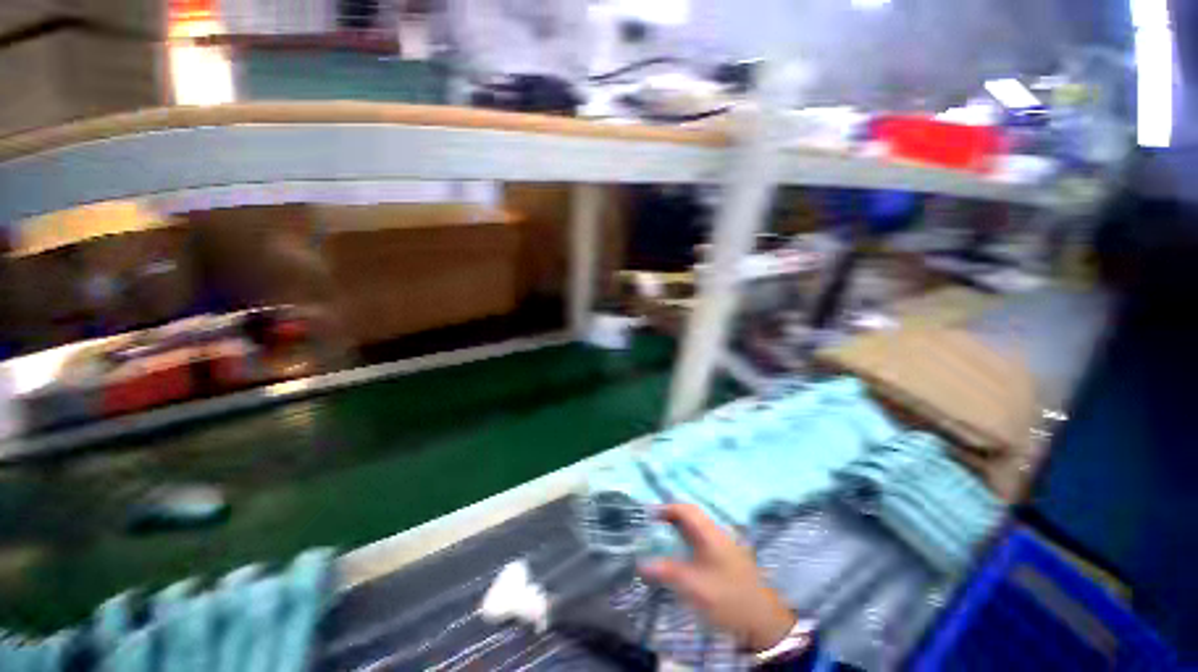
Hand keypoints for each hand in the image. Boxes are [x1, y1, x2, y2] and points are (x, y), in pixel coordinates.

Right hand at [639, 504, 798, 651]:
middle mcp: (717, 532)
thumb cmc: (726, 597)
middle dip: (672, 515)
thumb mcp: (693, 586)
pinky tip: (684, 553)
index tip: (649, 515)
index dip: (666, 508)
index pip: (685, 509)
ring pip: (699, 526)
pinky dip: (689, 538)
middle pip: (692, 515)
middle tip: (654, 524)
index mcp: (709, 533)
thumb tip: (640, 564)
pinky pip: (704, 538)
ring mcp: (725, 544)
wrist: (764, 620)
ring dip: (681, 526)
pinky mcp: (729, 557)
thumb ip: (666, 572)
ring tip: (665, 536)